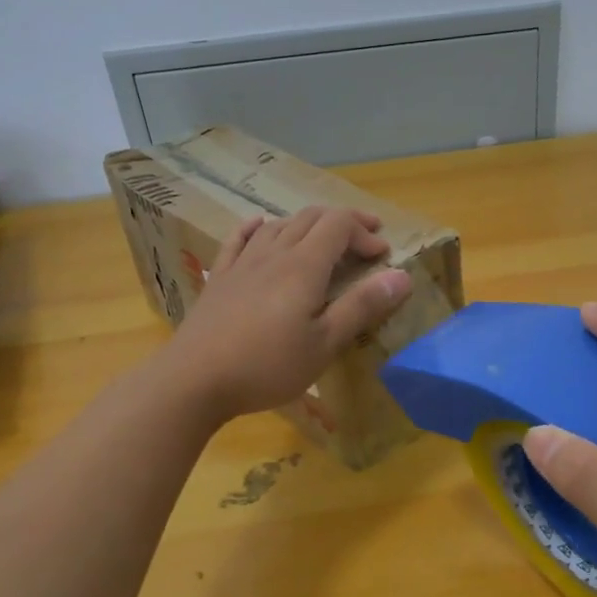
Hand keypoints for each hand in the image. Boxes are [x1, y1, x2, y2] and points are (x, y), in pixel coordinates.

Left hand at [166, 206, 412, 420]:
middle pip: (311, 218)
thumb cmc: (267, 366)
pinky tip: (259, 226)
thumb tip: (402, 276)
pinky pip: (239, 239)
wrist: (194, 379)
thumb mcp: (324, 344)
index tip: (383, 255)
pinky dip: (257, 227)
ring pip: (279, 225)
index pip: (339, 225)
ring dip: (308, 224)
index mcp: (303, 266)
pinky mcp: (220, 278)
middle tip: (365, 239)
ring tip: (323, 240)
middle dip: (343, 223)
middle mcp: (273, 253)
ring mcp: (242, 263)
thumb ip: (362, 307)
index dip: (364, 232)